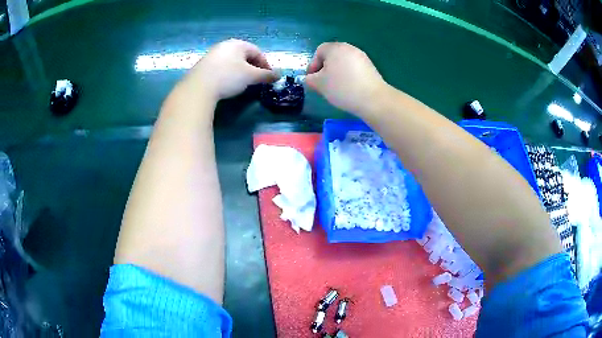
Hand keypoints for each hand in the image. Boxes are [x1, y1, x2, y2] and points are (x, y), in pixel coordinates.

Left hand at [184, 39, 278, 99]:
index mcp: (238, 44)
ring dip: (240, 71)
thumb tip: (278, 75)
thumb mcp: (250, 76)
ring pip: (232, 61)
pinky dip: (228, 73)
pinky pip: (221, 67)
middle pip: (244, 55)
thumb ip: (266, 75)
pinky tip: (226, 83)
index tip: (269, 77)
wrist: (198, 88)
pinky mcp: (203, 65)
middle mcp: (225, 45)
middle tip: (256, 80)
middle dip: (253, 67)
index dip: (265, 65)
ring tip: (242, 83)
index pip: (257, 52)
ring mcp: (212, 54)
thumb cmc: (228, 77)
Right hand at [306, 42, 387, 115]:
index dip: (313, 65)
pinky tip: (349, 88)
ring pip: (343, 62)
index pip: (319, 51)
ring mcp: (361, 57)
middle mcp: (349, 48)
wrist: (373, 99)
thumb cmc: (342, 88)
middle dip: (325, 68)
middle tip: (322, 83)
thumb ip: (310, 79)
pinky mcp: (370, 67)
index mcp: (335, 48)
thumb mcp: (319, 84)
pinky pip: (354, 68)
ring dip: (336, 72)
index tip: (312, 79)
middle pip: (332, 56)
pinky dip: (348, 75)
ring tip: (336, 87)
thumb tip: (310, 78)